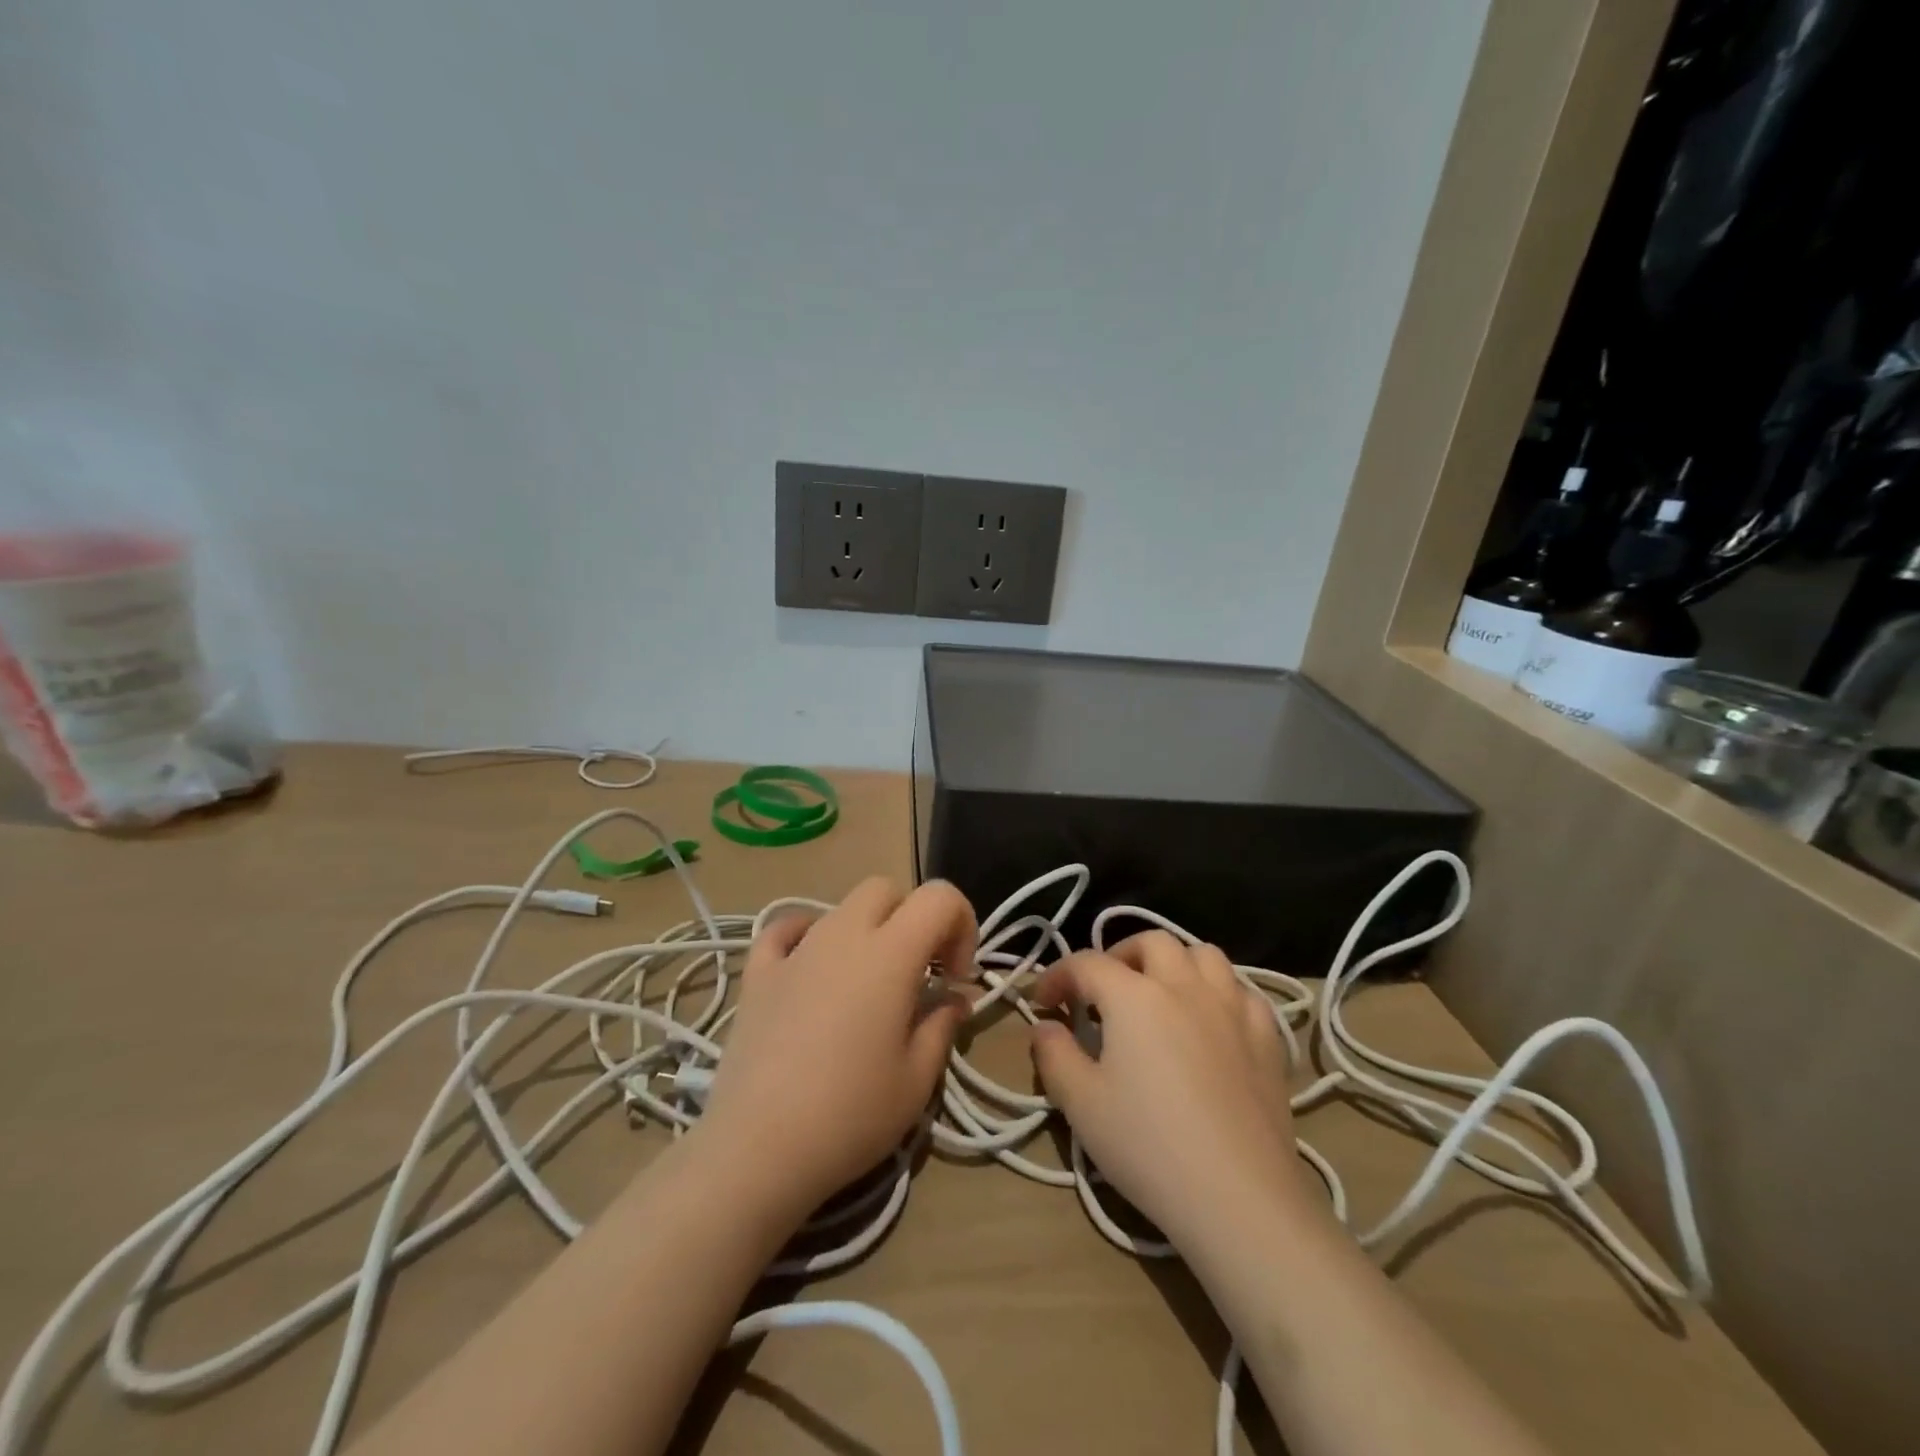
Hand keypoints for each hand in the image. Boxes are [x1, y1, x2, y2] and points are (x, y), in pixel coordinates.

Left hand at [695, 877, 977, 1219]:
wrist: (758, 1149)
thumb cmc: (851, 1115)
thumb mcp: (917, 1079)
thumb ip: (943, 1025)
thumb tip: (954, 999)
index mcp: (890, 953)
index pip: (939, 896)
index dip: (961, 924)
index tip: (954, 978)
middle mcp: (843, 934)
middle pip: (887, 891)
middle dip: (912, 919)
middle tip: (919, 974)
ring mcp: (796, 950)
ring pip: (841, 908)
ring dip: (867, 931)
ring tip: (867, 986)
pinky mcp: (758, 973)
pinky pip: (784, 930)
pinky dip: (806, 935)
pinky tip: (811, 965)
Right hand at [1029, 931, 1310, 1250]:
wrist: (1239, 1198)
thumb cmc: (1149, 1147)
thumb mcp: (1081, 1104)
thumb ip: (1054, 1055)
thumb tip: (1045, 1027)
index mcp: (1134, 996)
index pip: (1087, 964)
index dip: (1057, 976)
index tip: (1043, 1002)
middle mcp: (1185, 985)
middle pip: (1151, 942)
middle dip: (1119, 956)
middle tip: (1102, 991)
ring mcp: (1233, 1007)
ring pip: (1204, 955)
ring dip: (1175, 964)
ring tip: (1159, 995)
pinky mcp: (1268, 1037)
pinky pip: (1243, 991)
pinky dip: (1219, 992)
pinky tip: (1211, 1021)